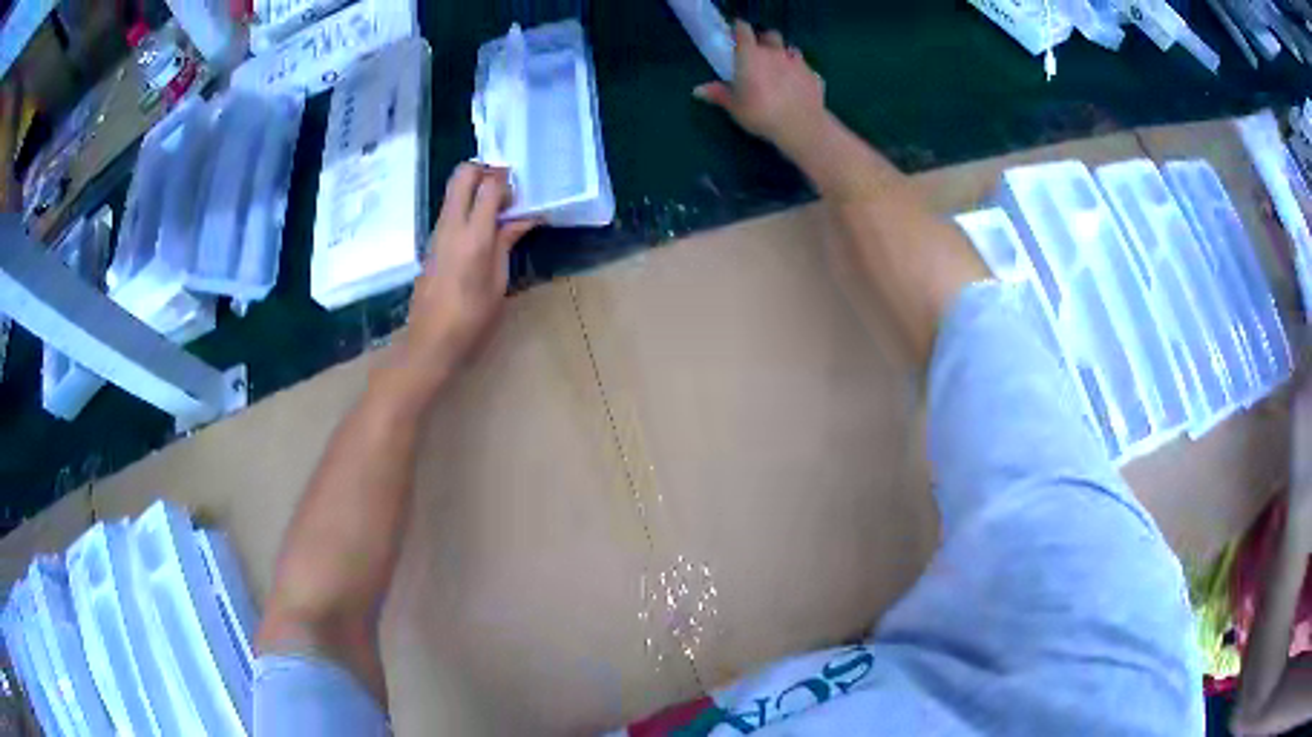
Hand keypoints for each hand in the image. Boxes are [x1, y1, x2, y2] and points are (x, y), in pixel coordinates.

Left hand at [400, 164, 536, 386]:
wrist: (430, 342)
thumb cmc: (471, 319)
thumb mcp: (498, 282)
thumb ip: (507, 243)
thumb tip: (524, 218)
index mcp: (474, 236)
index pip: (489, 185)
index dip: (507, 179)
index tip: (521, 189)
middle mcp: (452, 225)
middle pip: (463, 174)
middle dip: (485, 170)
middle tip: (505, 189)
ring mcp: (437, 231)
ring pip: (454, 189)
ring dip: (475, 188)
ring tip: (498, 209)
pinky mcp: (431, 242)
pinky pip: (450, 209)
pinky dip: (467, 205)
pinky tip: (482, 228)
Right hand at [693, 20, 826, 153]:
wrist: (801, 125)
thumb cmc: (761, 113)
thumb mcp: (735, 106)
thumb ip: (719, 94)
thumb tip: (698, 90)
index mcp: (751, 55)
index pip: (744, 30)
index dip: (739, 29)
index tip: (736, 32)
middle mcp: (774, 52)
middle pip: (770, 35)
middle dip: (764, 39)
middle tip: (759, 52)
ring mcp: (797, 62)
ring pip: (790, 49)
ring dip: (783, 54)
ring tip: (779, 68)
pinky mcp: (814, 75)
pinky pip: (805, 68)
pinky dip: (799, 73)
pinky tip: (797, 86)